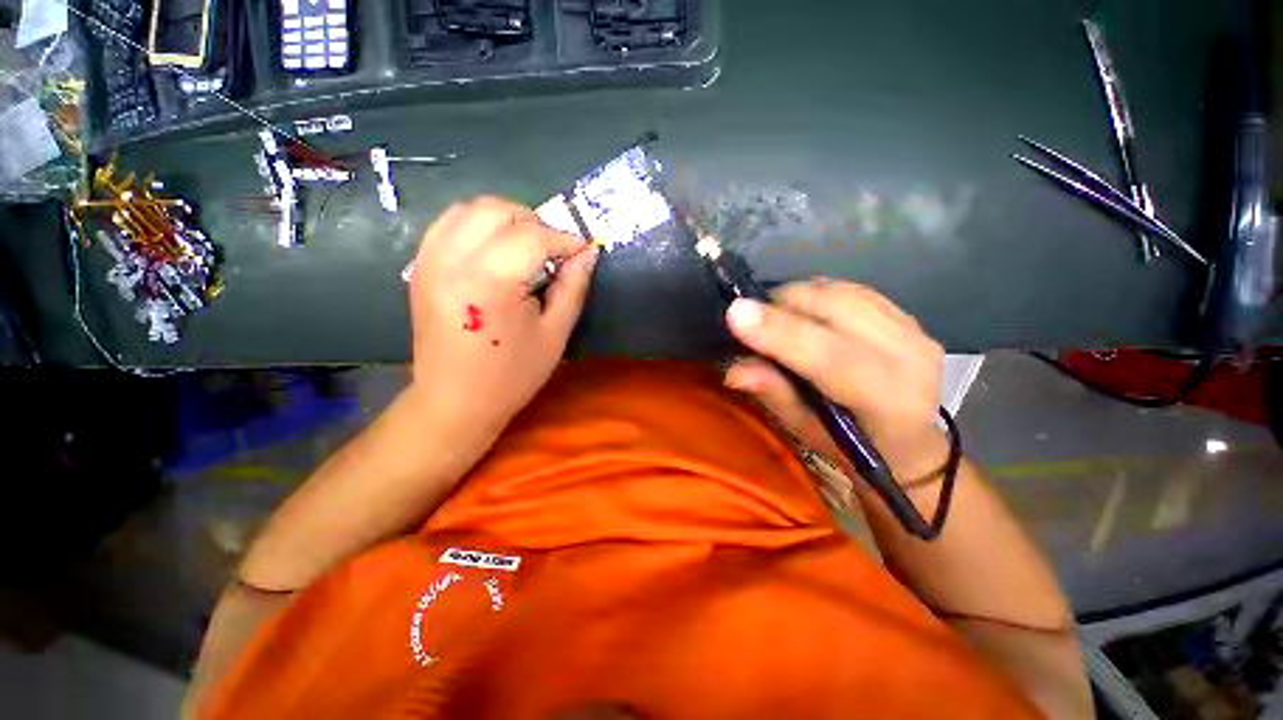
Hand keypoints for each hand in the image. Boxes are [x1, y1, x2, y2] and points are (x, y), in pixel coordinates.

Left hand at [407, 196, 598, 447]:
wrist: (454, 401)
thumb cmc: (512, 375)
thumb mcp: (555, 334)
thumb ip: (573, 287)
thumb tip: (588, 252)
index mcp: (490, 282)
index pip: (534, 236)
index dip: (565, 239)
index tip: (583, 249)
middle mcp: (454, 260)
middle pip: (499, 210)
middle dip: (535, 221)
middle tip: (555, 249)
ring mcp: (430, 260)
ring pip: (471, 208)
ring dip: (507, 217)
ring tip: (528, 245)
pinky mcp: (421, 266)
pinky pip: (449, 223)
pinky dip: (478, 224)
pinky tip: (496, 247)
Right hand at [723, 278, 948, 482]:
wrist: (911, 443)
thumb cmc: (851, 448)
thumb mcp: (806, 431)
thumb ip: (774, 394)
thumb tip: (733, 370)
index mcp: (887, 401)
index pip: (830, 356)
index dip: (780, 332)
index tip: (736, 314)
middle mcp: (909, 357)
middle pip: (833, 309)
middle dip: (780, 306)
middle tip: (751, 322)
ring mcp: (914, 330)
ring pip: (839, 291)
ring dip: (796, 298)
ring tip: (776, 319)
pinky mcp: (907, 315)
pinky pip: (850, 289)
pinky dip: (817, 295)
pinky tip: (806, 313)